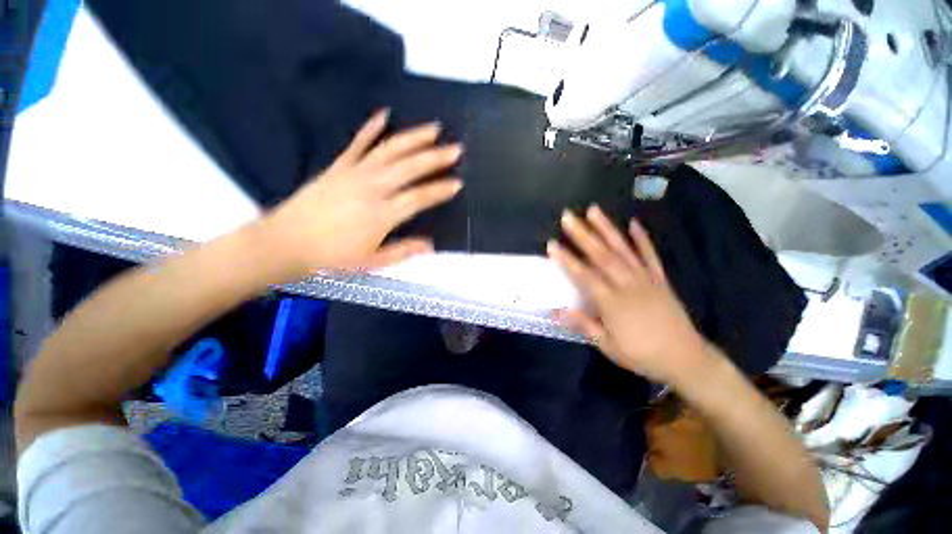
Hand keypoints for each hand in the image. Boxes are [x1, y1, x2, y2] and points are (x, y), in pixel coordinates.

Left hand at [262, 109, 462, 275]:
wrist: (286, 242)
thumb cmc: (333, 257)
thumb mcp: (373, 262)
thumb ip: (404, 251)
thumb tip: (431, 246)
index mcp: (382, 215)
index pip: (419, 198)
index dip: (440, 190)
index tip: (458, 183)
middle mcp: (372, 189)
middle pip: (409, 168)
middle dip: (435, 158)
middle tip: (456, 149)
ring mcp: (354, 173)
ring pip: (390, 150)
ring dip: (414, 138)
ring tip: (434, 129)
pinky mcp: (339, 166)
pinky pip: (358, 143)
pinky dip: (371, 127)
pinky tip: (385, 114)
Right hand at [546, 205, 712, 385]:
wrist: (686, 359)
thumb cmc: (641, 355)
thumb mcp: (607, 346)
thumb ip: (582, 324)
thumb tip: (555, 311)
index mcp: (612, 302)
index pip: (584, 276)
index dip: (567, 259)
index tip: (552, 244)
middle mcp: (627, 285)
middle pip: (601, 255)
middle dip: (582, 234)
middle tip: (568, 217)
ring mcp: (645, 279)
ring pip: (623, 250)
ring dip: (606, 229)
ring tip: (593, 210)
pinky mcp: (660, 279)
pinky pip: (650, 255)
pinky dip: (642, 239)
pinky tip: (633, 223)